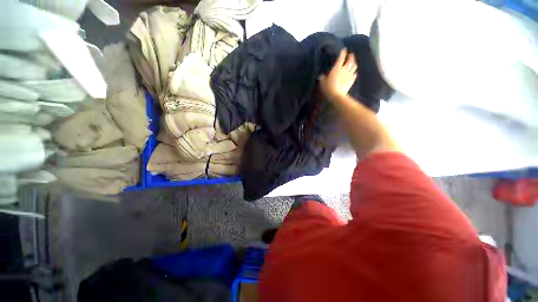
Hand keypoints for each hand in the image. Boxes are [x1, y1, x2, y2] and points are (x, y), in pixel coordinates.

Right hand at [318, 49, 357, 100]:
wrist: (336, 95)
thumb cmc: (328, 88)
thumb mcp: (322, 83)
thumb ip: (322, 78)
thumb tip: (321, 76)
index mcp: (337, 68)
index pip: (341, 58)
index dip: (343, 53)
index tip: (344, 50)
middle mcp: (344, 70)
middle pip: (350, 60)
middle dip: (351, 56)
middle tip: (351, 54)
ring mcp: (349, 75)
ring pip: (354, 66)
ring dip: (354, 63)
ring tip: (353, 62)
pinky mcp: (351, 81)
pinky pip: (355, 74)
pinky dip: (354, 72)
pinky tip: (354, 72)